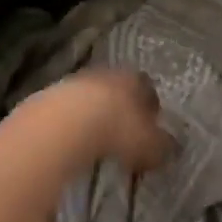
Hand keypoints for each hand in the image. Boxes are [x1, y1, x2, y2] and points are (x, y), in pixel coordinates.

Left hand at [45, 67, 172, 174]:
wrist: (65, 123)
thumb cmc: (117, 130)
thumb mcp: (149, 145)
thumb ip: (162, 146)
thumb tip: (171, 148)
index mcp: (135, 79)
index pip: (148, 88)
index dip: (150, 106)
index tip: (150, 125)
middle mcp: (107, 73)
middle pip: (118, 88)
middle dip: (121, 106)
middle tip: (124, 130)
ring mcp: (77, 81)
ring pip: (91, 95)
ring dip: (94, 112)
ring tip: (96, 137)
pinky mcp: (50, 95)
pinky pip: (68, 108)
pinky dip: (72, 122)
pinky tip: (73, 139)